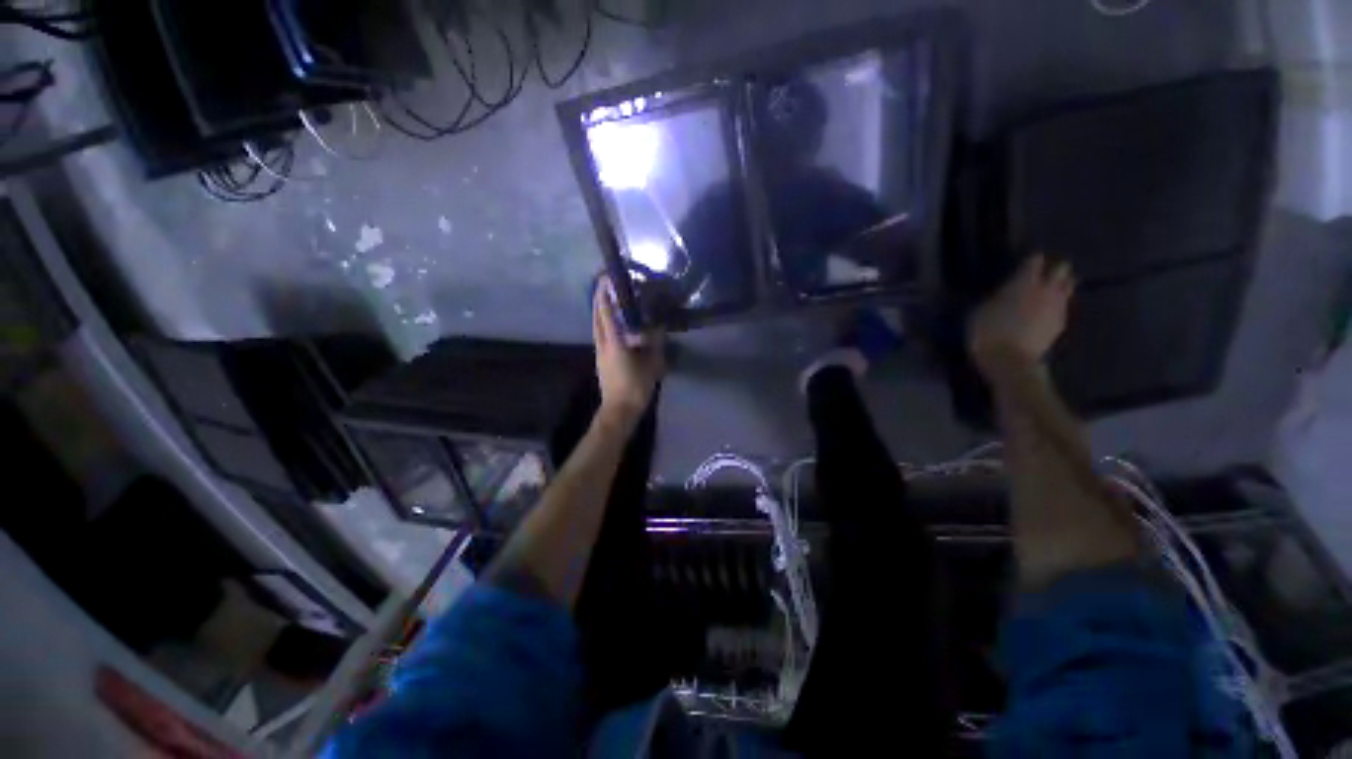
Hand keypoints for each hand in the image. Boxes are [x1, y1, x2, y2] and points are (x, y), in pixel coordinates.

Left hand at [593, 277, 665, 426]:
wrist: (619, 410)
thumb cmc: (636, 386)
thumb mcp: (652, 364)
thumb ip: (656, 343)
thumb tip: (658, 326)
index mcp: (614, 342)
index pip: (607, 313)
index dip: (605, 295)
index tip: (605, 278)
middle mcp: (603, 344)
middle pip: (596, 317)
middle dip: (598, 299)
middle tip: (604, 285)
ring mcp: (600, 352)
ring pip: (596, 326)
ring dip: (599, 311)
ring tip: (607, 300)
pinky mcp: (601, 360)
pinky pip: (600, 335)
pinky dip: (603, 324)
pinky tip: (613, 324)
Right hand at [969, 254, 1074, 372]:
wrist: (1010, 361)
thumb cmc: (988, 333)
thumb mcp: (980, 311)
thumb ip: (997, 296)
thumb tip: (1004, 292)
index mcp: (1024, 282)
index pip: (1034, 260)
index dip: (1030, 260)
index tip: (1023, 263)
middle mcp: (1046, 289)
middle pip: (1062, 268)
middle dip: (1054, 268)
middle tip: (1041, 275)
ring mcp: (1058, 307)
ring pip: (1068, 286)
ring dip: (1060, 286)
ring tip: (1047, 292)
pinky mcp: (1061, 324)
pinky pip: (1064, 306)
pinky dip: (1057, 305)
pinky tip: (1045, 313)